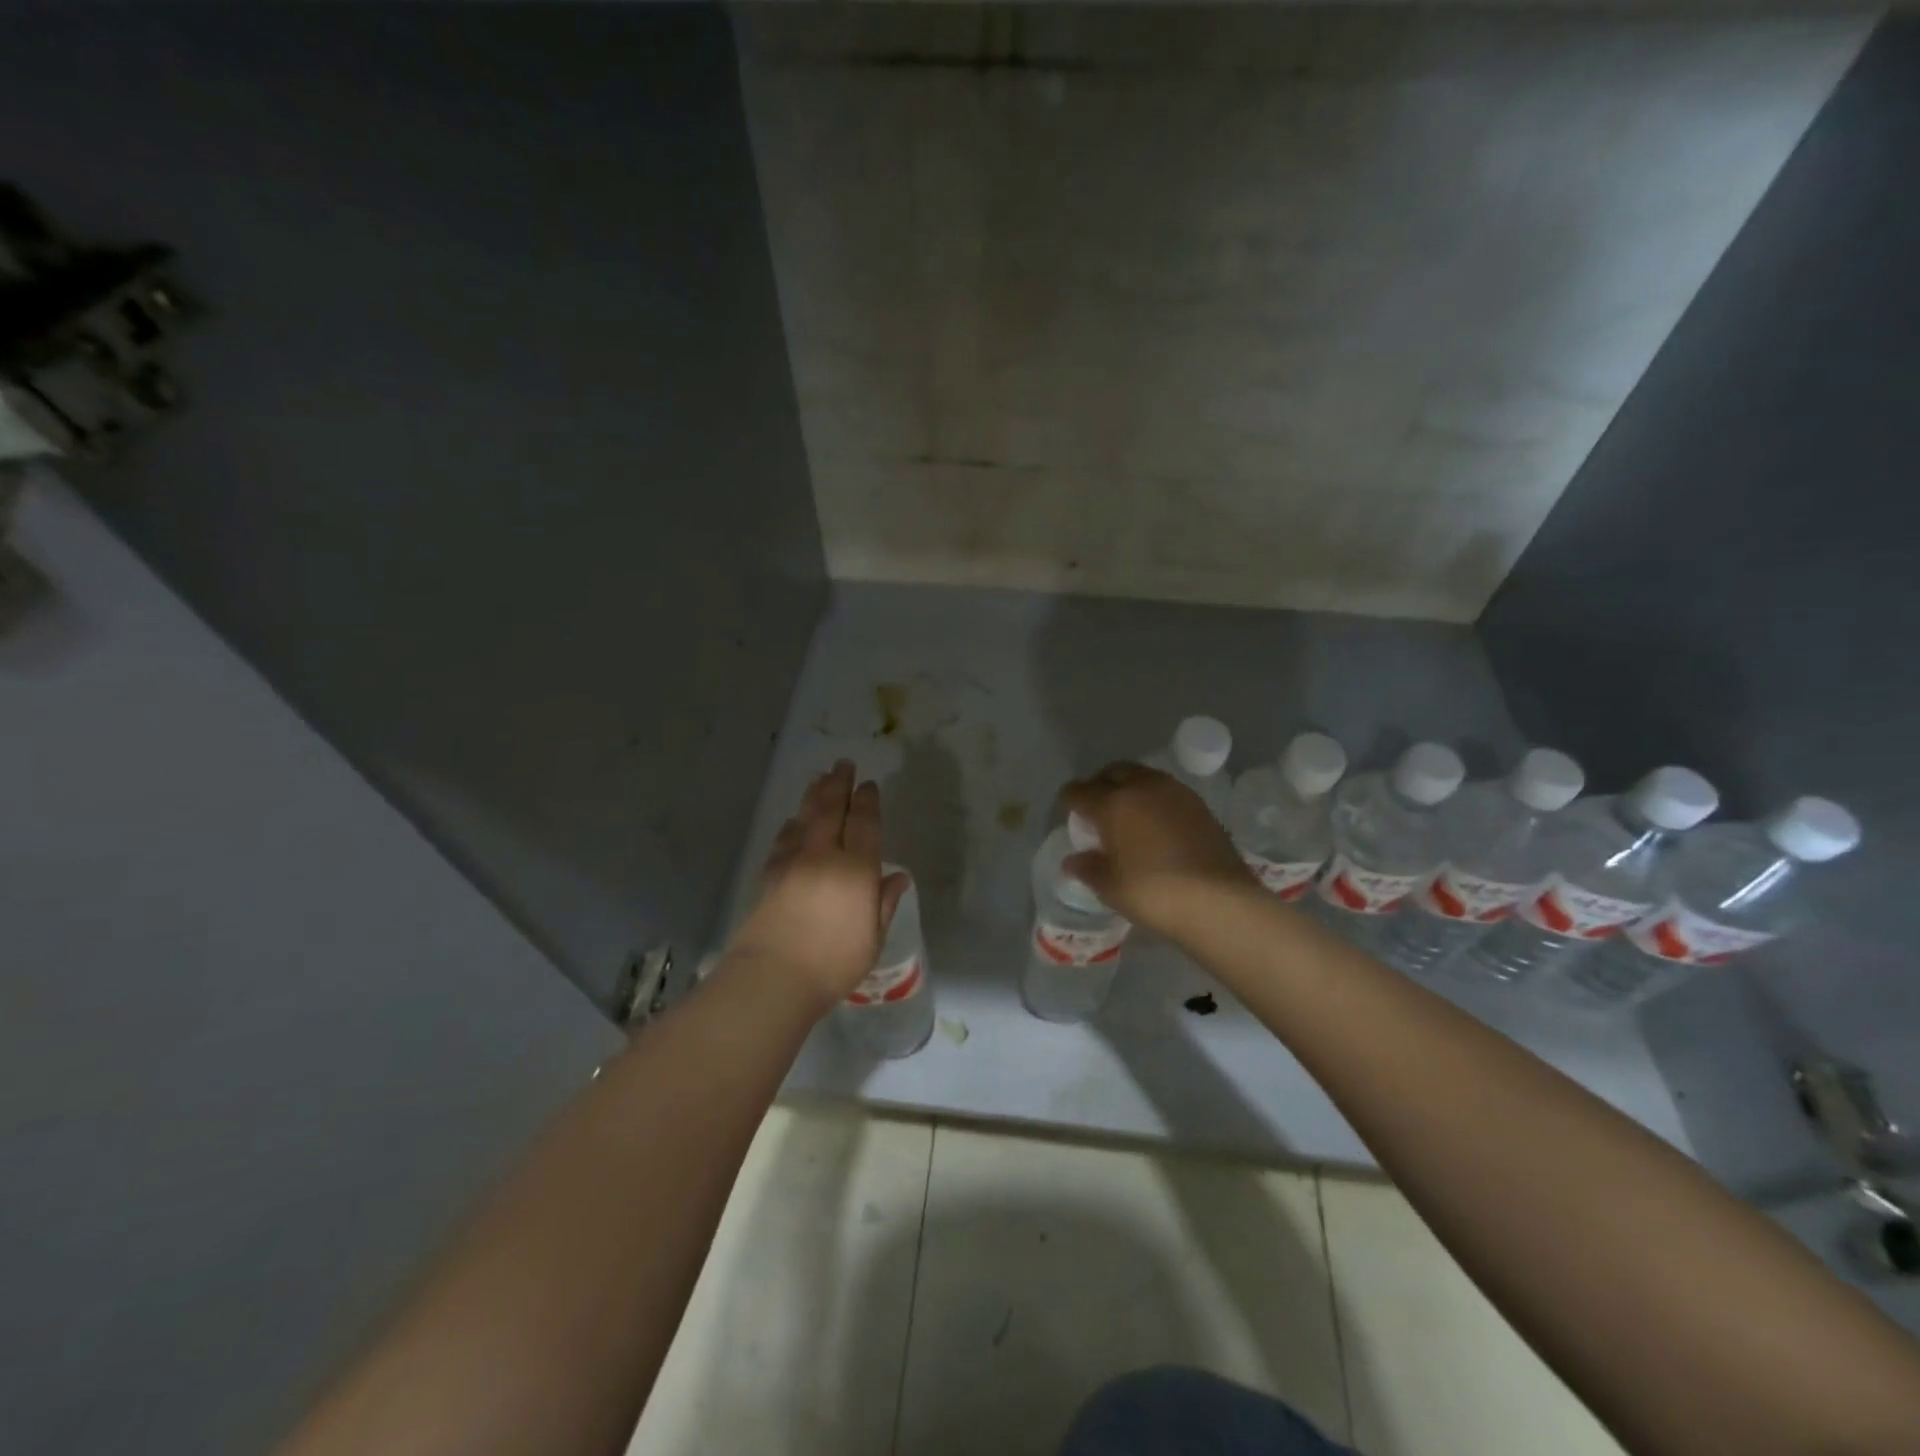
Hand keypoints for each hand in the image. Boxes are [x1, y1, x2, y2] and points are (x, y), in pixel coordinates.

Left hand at [726, 761, 908, 1014]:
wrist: (773, 979)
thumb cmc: (833, 964)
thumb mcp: (872, 939)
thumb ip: (884, 903)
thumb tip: (898, 876)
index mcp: (856, 870)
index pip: (864, 824)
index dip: (868, 801)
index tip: (869, 784)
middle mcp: (825, 856)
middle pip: (832, 810)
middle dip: (839, 784)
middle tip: (843, 763)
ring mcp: (793, 863)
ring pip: (805, 818)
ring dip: (814, 795)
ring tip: (819, 778)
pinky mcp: (770, 875)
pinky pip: (783, 839)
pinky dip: (791, 826)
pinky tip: (792, 822)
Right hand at [1061, 762, 1254, 933]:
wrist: (1219, 901)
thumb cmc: (1153, 894)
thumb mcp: (1111, 887)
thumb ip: (1089, 868)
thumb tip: (1073, 860)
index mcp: (1113, 803)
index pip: (1080, 791)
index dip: (1069, 799)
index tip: (1068, 810)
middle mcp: (1142, 787)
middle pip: (1112, 772)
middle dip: (1099, 784)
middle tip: (1096, 808)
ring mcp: (1174, 792)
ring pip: (1142, 776)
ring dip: (1128, 787)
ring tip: (1126, 814)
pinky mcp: (1198, 804)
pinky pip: (1165, 790)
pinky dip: (1152, 798)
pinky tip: (1154, 823)